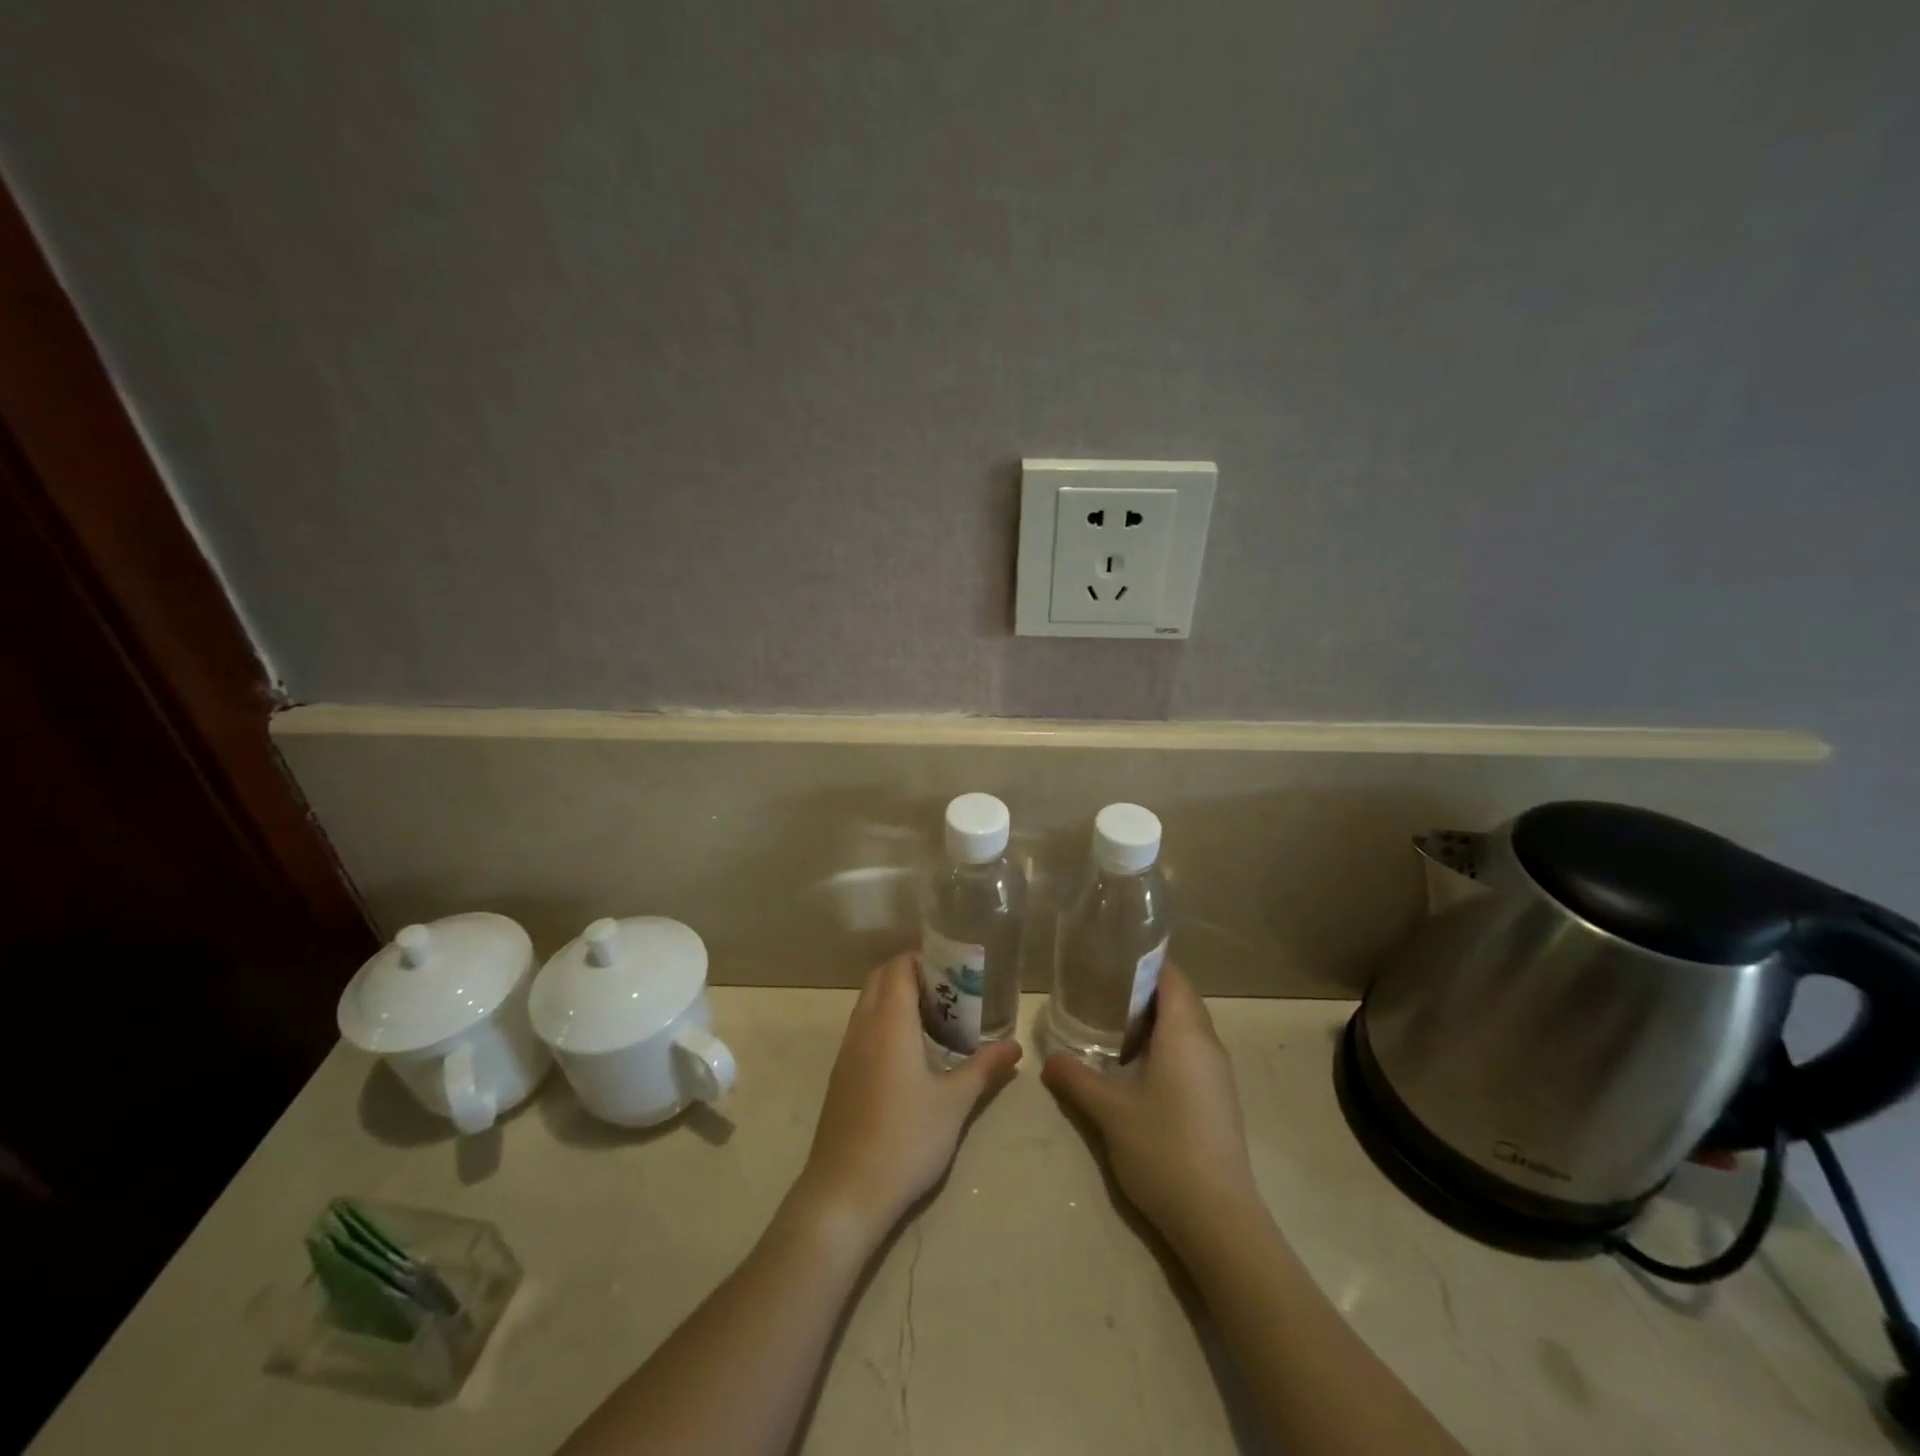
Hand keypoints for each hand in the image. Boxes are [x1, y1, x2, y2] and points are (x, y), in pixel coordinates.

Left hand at [789, 953, 1021, 1249]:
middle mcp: (863, 1027)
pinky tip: (910, 1052)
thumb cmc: (905, 1139)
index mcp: (889, 1023)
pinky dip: (884, 1022)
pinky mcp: (841, 1075)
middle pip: (880, 978)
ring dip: (896, 997)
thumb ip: (984, 1068)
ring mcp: (847, 1052)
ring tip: (935, 1017)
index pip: (898, 967)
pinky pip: (862, 1028)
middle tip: (949, 990)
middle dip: (911, 973)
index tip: (954, 967)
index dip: (923, 958)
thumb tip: (1015, 1046)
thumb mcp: (954, 1104)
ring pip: (868, 1003)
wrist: (844, 1193)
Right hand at [1042, 962, 1262, 1249]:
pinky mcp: (1217, 1098)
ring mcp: (1217, 1073)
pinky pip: (1191, 1050)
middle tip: (1101, 984)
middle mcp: (1207, 1044)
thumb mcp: (1109, 1111)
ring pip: (1187, 1026)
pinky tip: (1136, 1063)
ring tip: (1112, 1019)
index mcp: (1185, 1033)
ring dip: (1155, 1017)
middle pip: (1180, 998)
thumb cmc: (1163, 1149)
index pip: (1171, 976)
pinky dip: (1165, 1042)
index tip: (1112, 954)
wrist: (1217, 1218)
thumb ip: (1076, 1078)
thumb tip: (1049, 1059)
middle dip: (1144, 987)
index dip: (1145, 960)